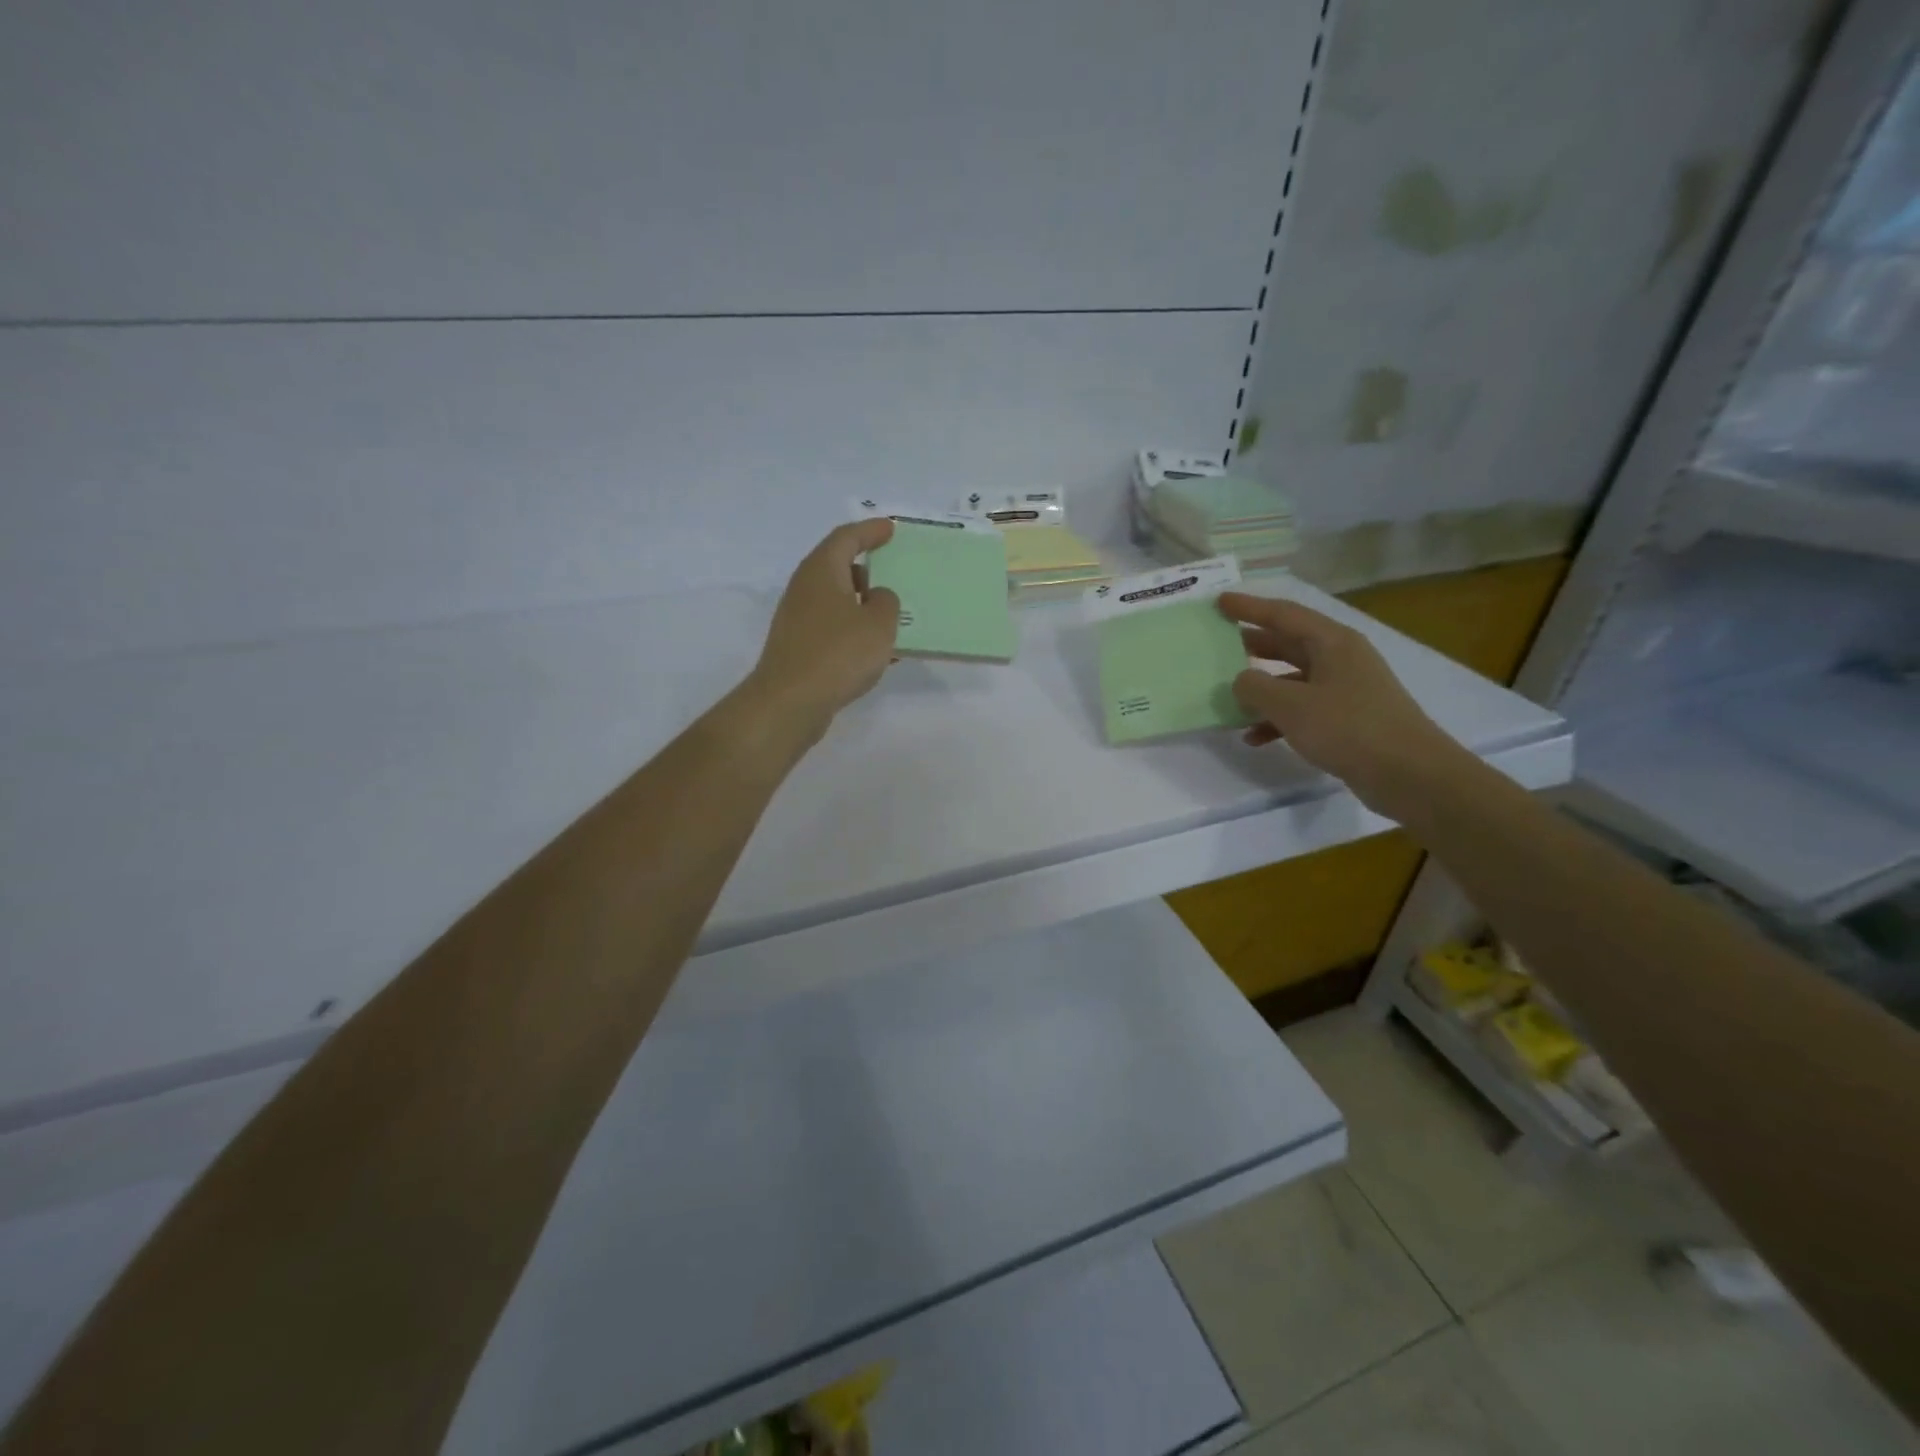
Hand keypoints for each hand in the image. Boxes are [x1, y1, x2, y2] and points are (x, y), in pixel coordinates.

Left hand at [746, 519, 900, 738]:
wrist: (790, 702)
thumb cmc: (838, 654)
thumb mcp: (878, 624)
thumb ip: (886, 602)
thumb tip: (876, 598)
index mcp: (822, 570)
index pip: (847, 537)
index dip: (870, 531)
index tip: (890, 528)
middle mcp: (805, 588)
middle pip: (837, 567)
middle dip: (866, 569)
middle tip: (894, 574)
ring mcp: (798, 619)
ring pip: (836, 601)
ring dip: (862, 605)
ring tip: (891, 616)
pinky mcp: (798, 647)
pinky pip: (833, 628)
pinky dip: (854, 631)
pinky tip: (875, 651)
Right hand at [1217, 591, 1468, 818]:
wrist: (1408, 773)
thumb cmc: (1348, 728)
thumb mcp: (1290, 705)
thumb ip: (1255, 687)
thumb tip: (1241, 680)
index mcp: (1332, 642)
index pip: (1283, 614)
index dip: (1249, 607)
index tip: (1220, 601)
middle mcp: (1340, 658)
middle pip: (1288, 643)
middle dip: (1253, 644)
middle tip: (1219, 643)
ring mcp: (1345, 689)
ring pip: (1292, 678)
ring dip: (1261, 687)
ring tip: (1229, 696)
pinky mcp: (1347, 718)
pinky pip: (1302, 709)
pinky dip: (1277, 718)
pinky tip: (1254, 737)